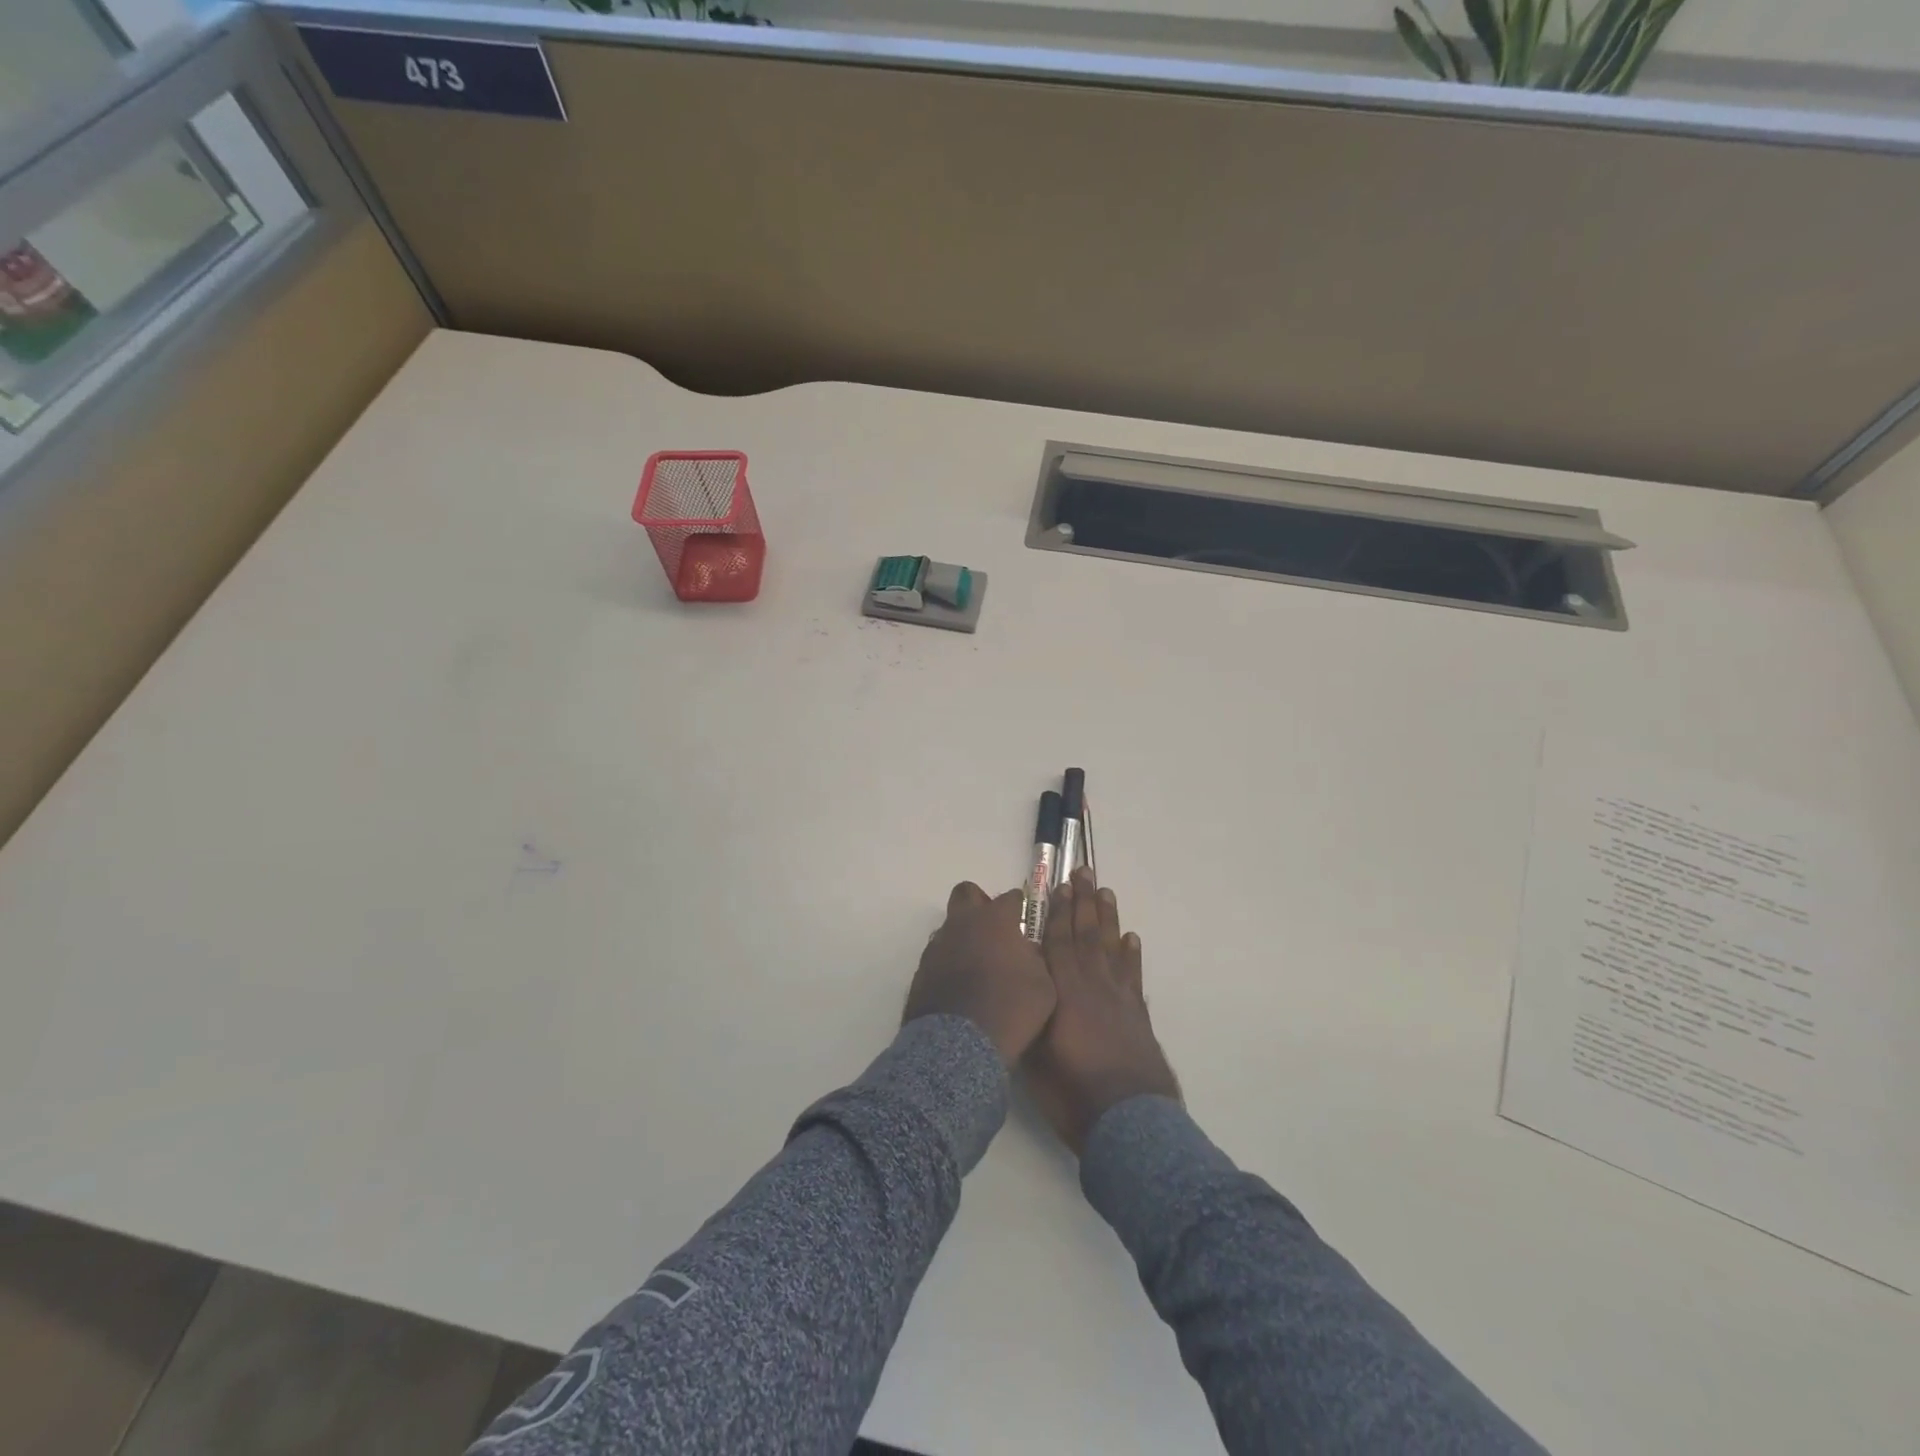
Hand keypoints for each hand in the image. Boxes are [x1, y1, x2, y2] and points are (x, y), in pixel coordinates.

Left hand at [905, 882, 1056, 1066]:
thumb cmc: (1011, 1010)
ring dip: (963, 936)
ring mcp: (938, 945)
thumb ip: (1035, 958)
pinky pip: (938, 955)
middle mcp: (963, 923)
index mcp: (996, 920)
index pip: (1011, 897)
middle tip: (994, 929)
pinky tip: (960, 986)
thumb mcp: (1043, 985)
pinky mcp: (921, 969)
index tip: (1026, 919)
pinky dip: (949, 963)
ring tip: (978, 966)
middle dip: (980, 903)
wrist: (960, 1045)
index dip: (1020, 906)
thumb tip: (1026, 950)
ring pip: (950, 926)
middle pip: (967, 893)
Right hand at [1023, 869, 1180, 1153]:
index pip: (1058, 942)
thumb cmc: (1072, 1092)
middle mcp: (1092, 985)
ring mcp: (1118, 998)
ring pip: (1111, 947)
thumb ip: (1028, 1014)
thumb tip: (1018, 987)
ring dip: (1107, 918)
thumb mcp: (1035, 1053)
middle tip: (1084, 872)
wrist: (1128, 1120)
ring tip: (1105, 892)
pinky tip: (1131, 938)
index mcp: (1064, 992)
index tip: (1059, 886)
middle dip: (1083, 902)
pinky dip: (1131, 954)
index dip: (1058, 913)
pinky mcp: (1137, 1015)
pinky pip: (1132, 975)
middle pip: (1086, 934)